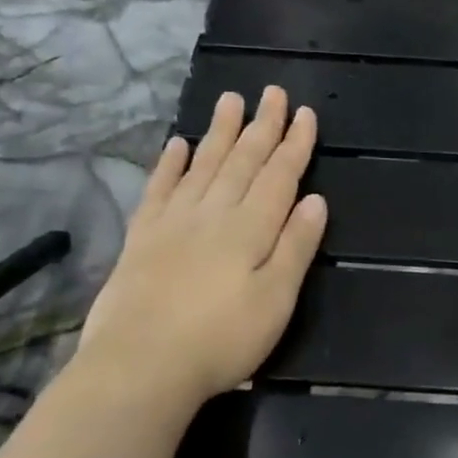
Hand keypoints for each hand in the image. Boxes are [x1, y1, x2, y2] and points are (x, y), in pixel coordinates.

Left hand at [75, 86, 326, 413]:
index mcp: (251, 228)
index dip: (295, 144)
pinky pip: (159, 189)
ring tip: (230, 100)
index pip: (279, 176)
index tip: (306, 113)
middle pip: (242, 161)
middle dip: (262, 126)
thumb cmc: (222, 339)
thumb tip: (316, 200)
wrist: (141, 366)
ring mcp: (174, 222)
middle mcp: (213, 213)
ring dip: (220, 131)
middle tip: (272, 91)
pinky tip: (177, 144)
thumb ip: (295, 246)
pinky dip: (170, 164)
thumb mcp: (276, 299)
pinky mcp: (142, 238)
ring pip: (203, 165)